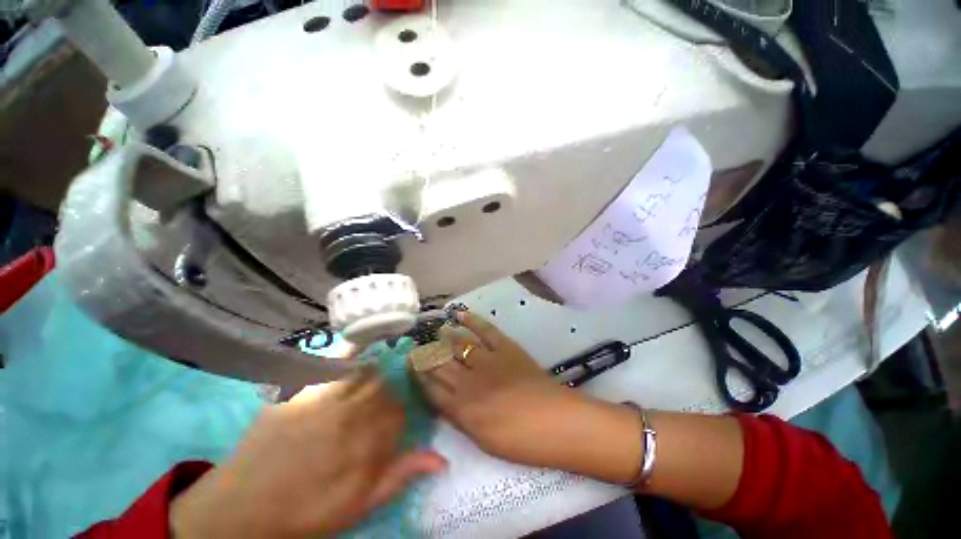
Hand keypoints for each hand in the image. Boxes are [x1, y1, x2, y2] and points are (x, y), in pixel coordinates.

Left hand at [170, 372, 446, 537]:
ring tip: (358, 393)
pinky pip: (334, 362)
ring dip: (368, 380)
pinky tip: (358, 350)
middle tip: (368, 414)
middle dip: (382, 399)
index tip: (385, 427)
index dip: (394, 418)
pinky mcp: (302, 389)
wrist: (243, 508)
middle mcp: (351, 414)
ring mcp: (326, 397)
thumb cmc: (306, 511)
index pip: (398, 412)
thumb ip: (400, 476)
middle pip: (383, 389)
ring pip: (365, 373)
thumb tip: (442, 459)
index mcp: (367, 444)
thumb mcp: (359, 505)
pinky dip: (351, 352)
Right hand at [417, 312, 641, 481]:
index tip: (410, 367)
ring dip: (445, 337)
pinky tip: (459, 314)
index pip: (431, 390)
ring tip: (436, 331)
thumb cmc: (520, 441)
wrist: (555, 422)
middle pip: (441, 365)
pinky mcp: (505, 347)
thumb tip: (445, 403)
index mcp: (462, 409)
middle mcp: (469, 381)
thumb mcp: (483, 440)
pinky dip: (472, 320)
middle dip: (427, 356)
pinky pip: (485, 330)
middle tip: (417, 347)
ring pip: (459, 345)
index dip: (419, 377)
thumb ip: (461, 419)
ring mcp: (487, 360)